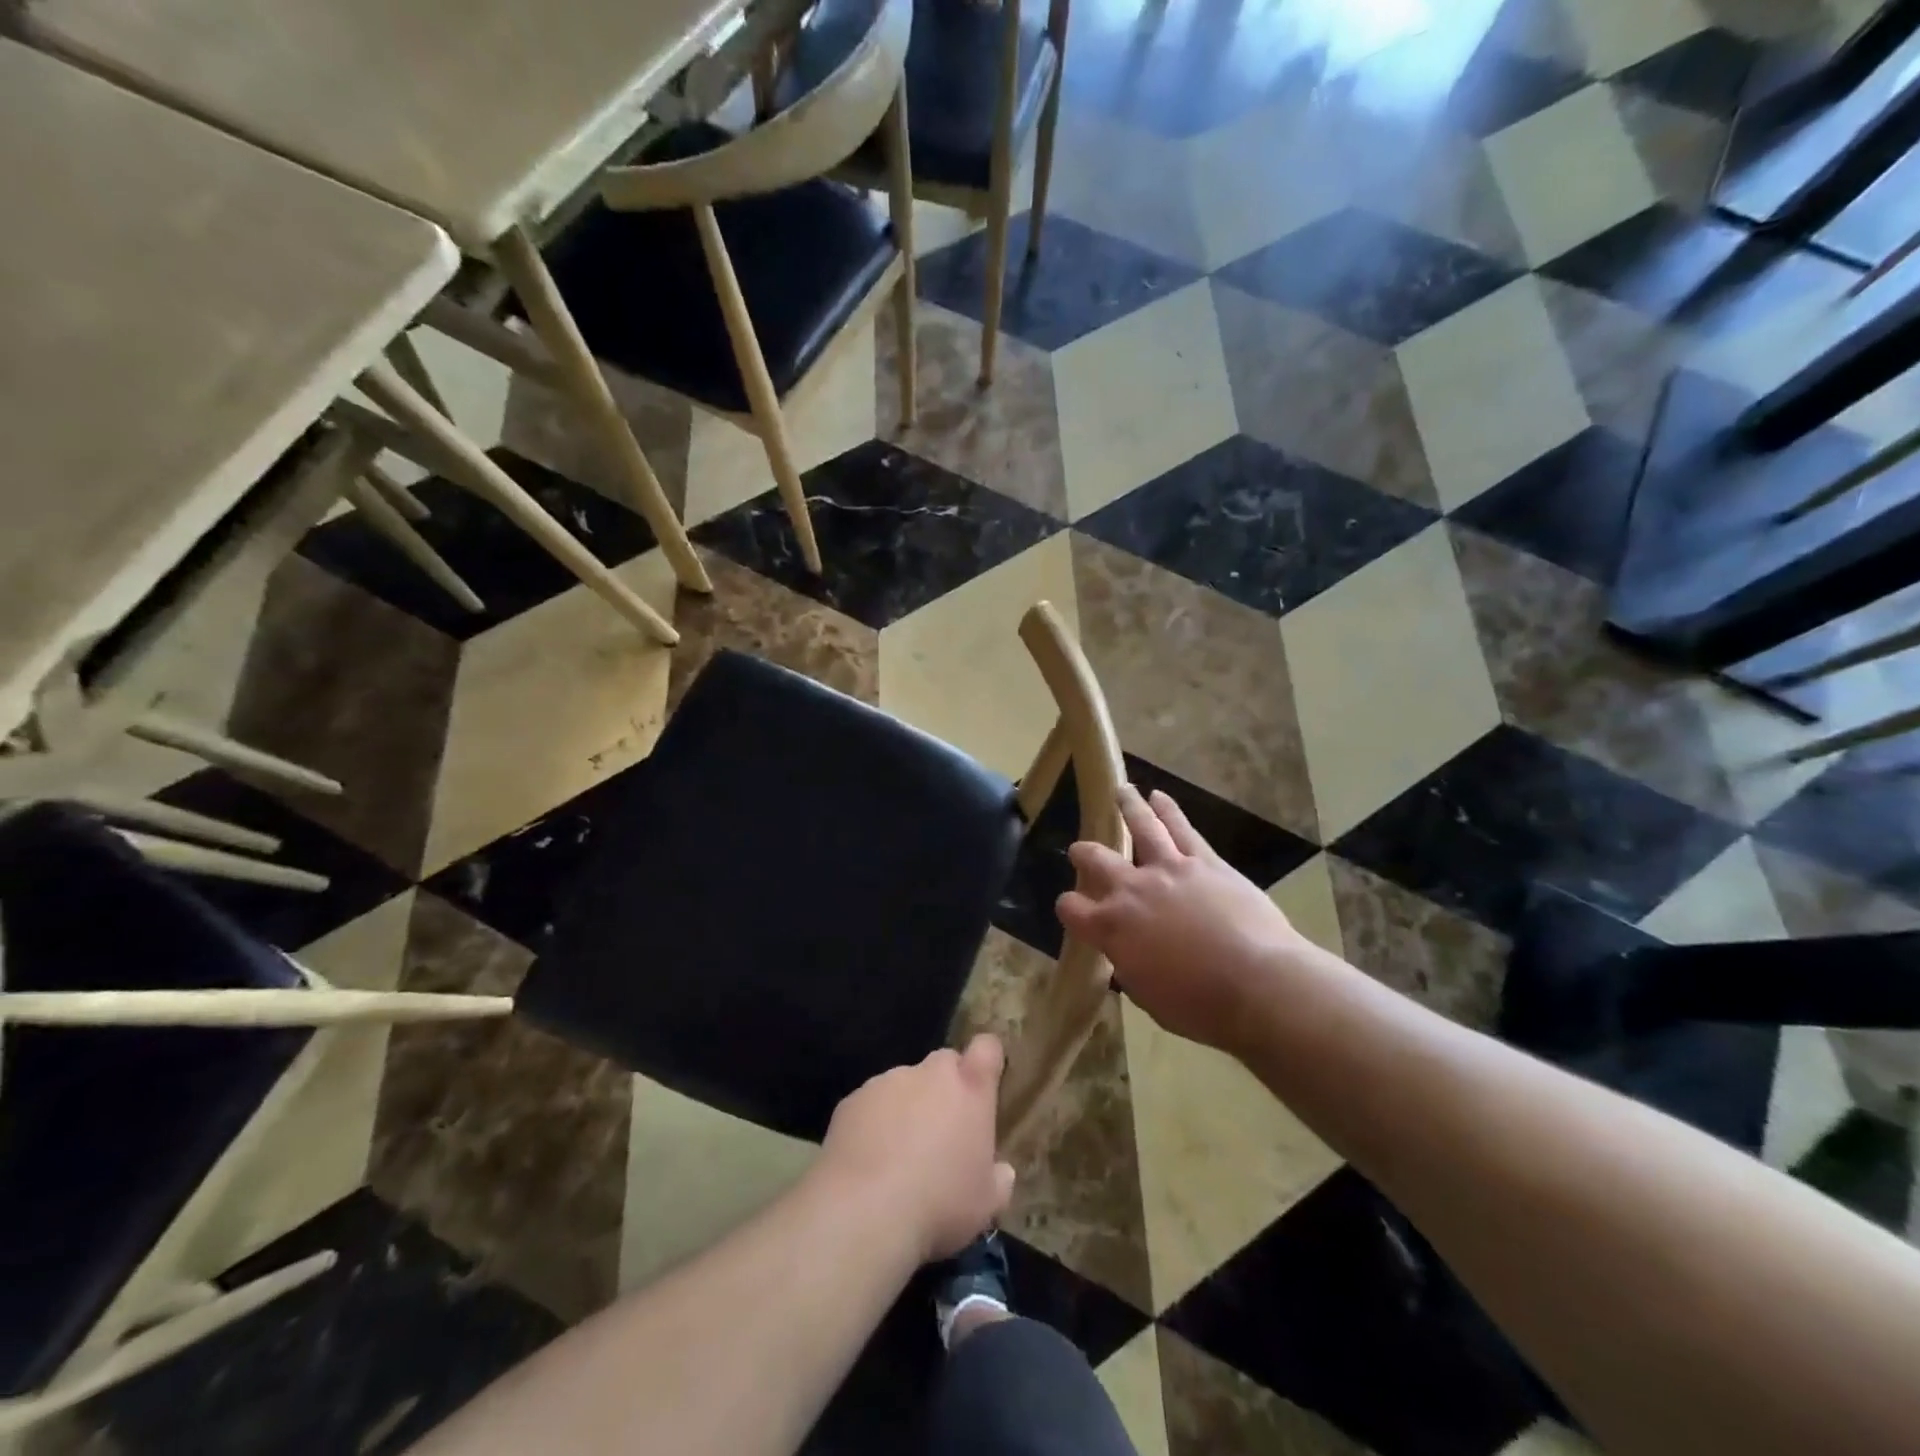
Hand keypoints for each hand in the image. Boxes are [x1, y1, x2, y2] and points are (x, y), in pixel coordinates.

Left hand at [817, 1035, 1015, 1263]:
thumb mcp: (985, 1204)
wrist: (865, 1211)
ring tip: (899, 1153)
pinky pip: (870, 1104)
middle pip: (943, 1063)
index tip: (984, 1082)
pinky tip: (868, 1160)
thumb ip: (998, 1180)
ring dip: (906, 1106)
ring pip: (903, 1084)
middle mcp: (929, 1074)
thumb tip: (1002, 1172)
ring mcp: (888, 1082)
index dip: (986, 1059)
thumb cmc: (939, 1204)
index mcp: (970, 1089)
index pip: (986, 1048)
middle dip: (945, 1087)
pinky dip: (873, 1122)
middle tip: (942, 1130)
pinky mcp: (853, 1099)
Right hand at [1057, 785, 1306, 1052]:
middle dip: (1084, 853)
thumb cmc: (1200, 1006)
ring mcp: (1168, 869)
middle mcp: (1132, 889)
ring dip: (1127, 807)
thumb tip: (1128, 956)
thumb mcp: (1149, 997)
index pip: (1072, 908)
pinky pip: (1182, 828)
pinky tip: (1159, 796)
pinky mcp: (1205, 861)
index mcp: (1111, 928)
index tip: (1073, 908)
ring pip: (1141, 827)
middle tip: (1081, 851)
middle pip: (1096, 859)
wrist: (1256, 985)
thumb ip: (1130, 968)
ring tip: (1120, 791)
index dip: (1068, 907)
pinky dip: (1168, 809)